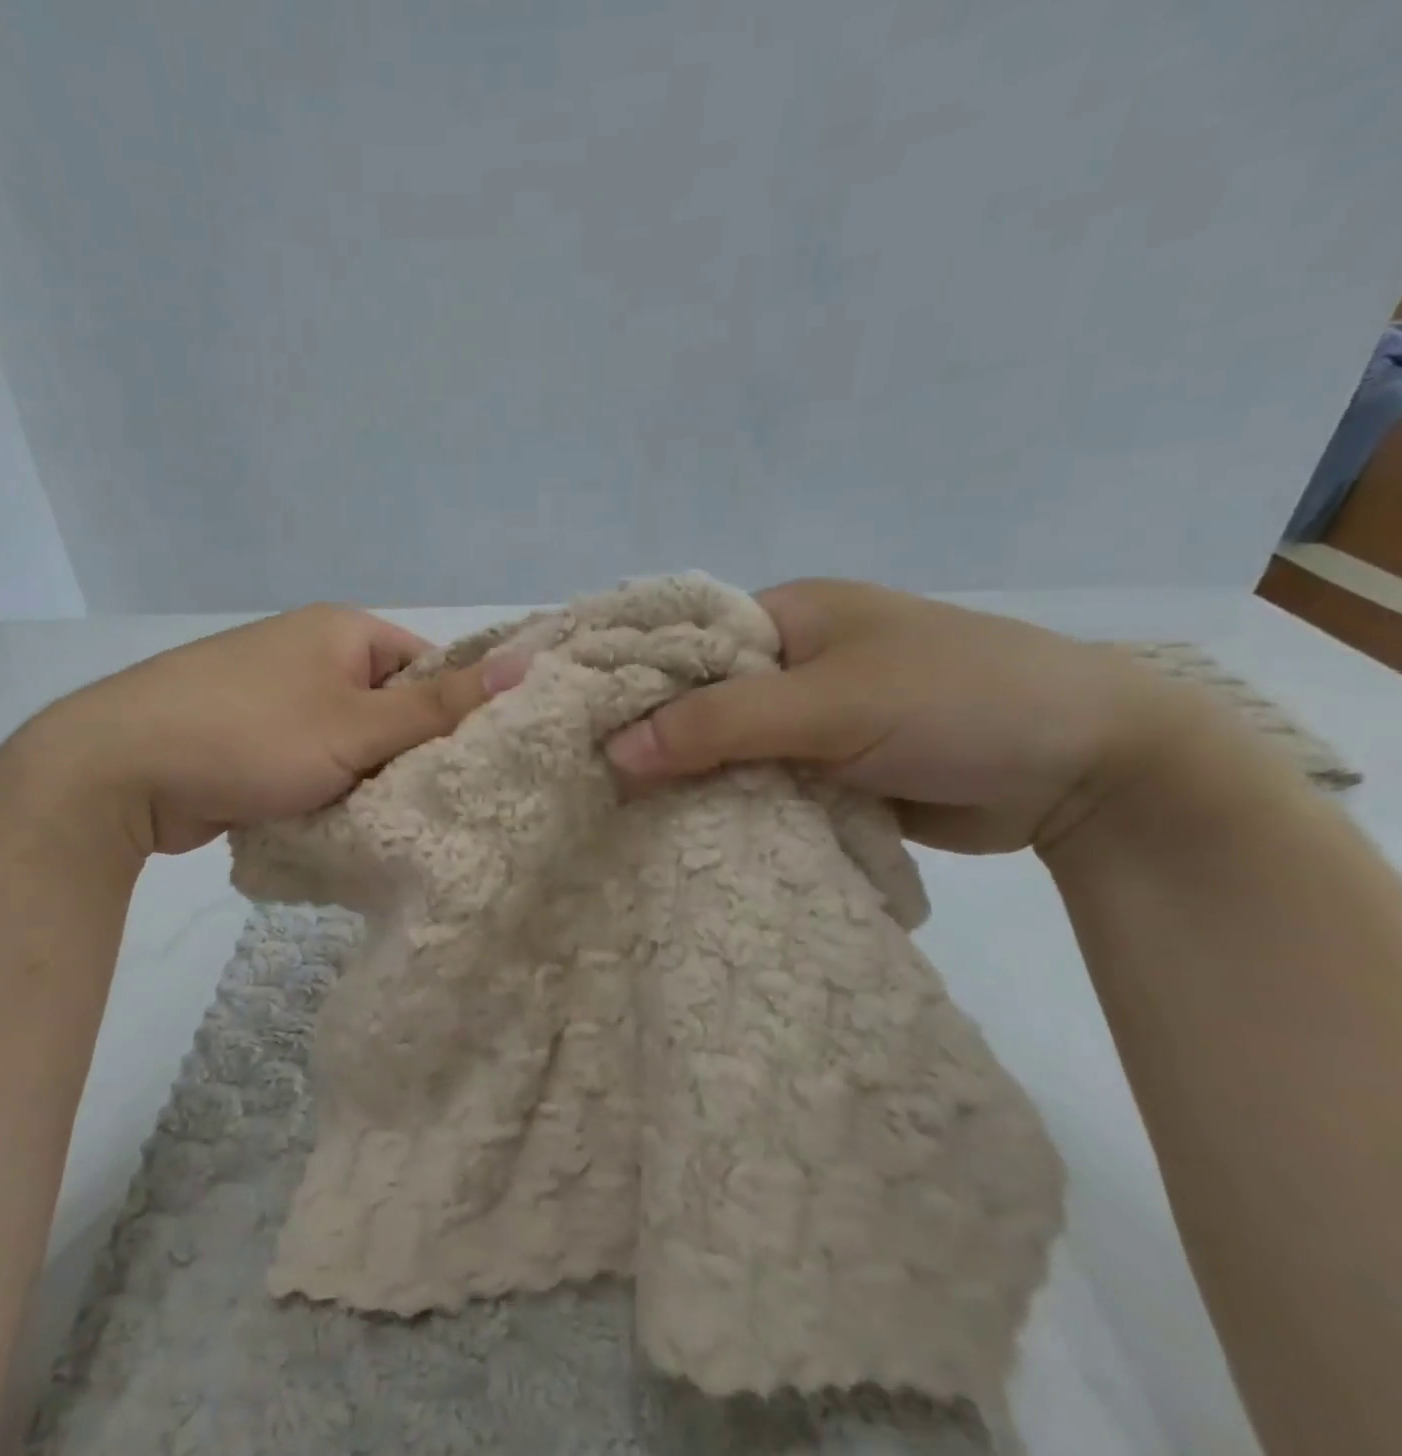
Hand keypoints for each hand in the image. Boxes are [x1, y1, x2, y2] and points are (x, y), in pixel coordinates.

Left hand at [41, 605, 492, 855]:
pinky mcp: (244, 737)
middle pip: (387, 707)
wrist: (119, 770)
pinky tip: (330, 823)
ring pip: (347, 741)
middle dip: (402, 756)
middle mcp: (308, 653)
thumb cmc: (252, 736)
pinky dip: (321, 788)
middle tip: (427, 805)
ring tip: (379, 821)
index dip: (451, 715)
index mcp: (341, 630)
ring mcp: (272, 695)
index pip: (427, 665)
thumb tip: (528, 662)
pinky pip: (307, 761)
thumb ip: (441, 705)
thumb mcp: (357, 726)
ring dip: (361, 779)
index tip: (467, 768)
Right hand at [603, 579, 1192, 854]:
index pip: (671, 637)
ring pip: (712, 743)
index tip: (544, 702)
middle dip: (633, 727)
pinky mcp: (817, 769)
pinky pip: (746, 781)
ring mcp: (799, 718)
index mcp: (780, 615)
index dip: (609, 666)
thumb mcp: (832, 701)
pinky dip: (714, 801)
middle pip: (685, 693)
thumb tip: (616, 749)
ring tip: (596, 804)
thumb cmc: (959, 698)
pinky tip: (666, 828)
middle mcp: (780, 662)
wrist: (1091, 767)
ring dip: (673, 773)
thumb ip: (720, 722)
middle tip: (561, 763)